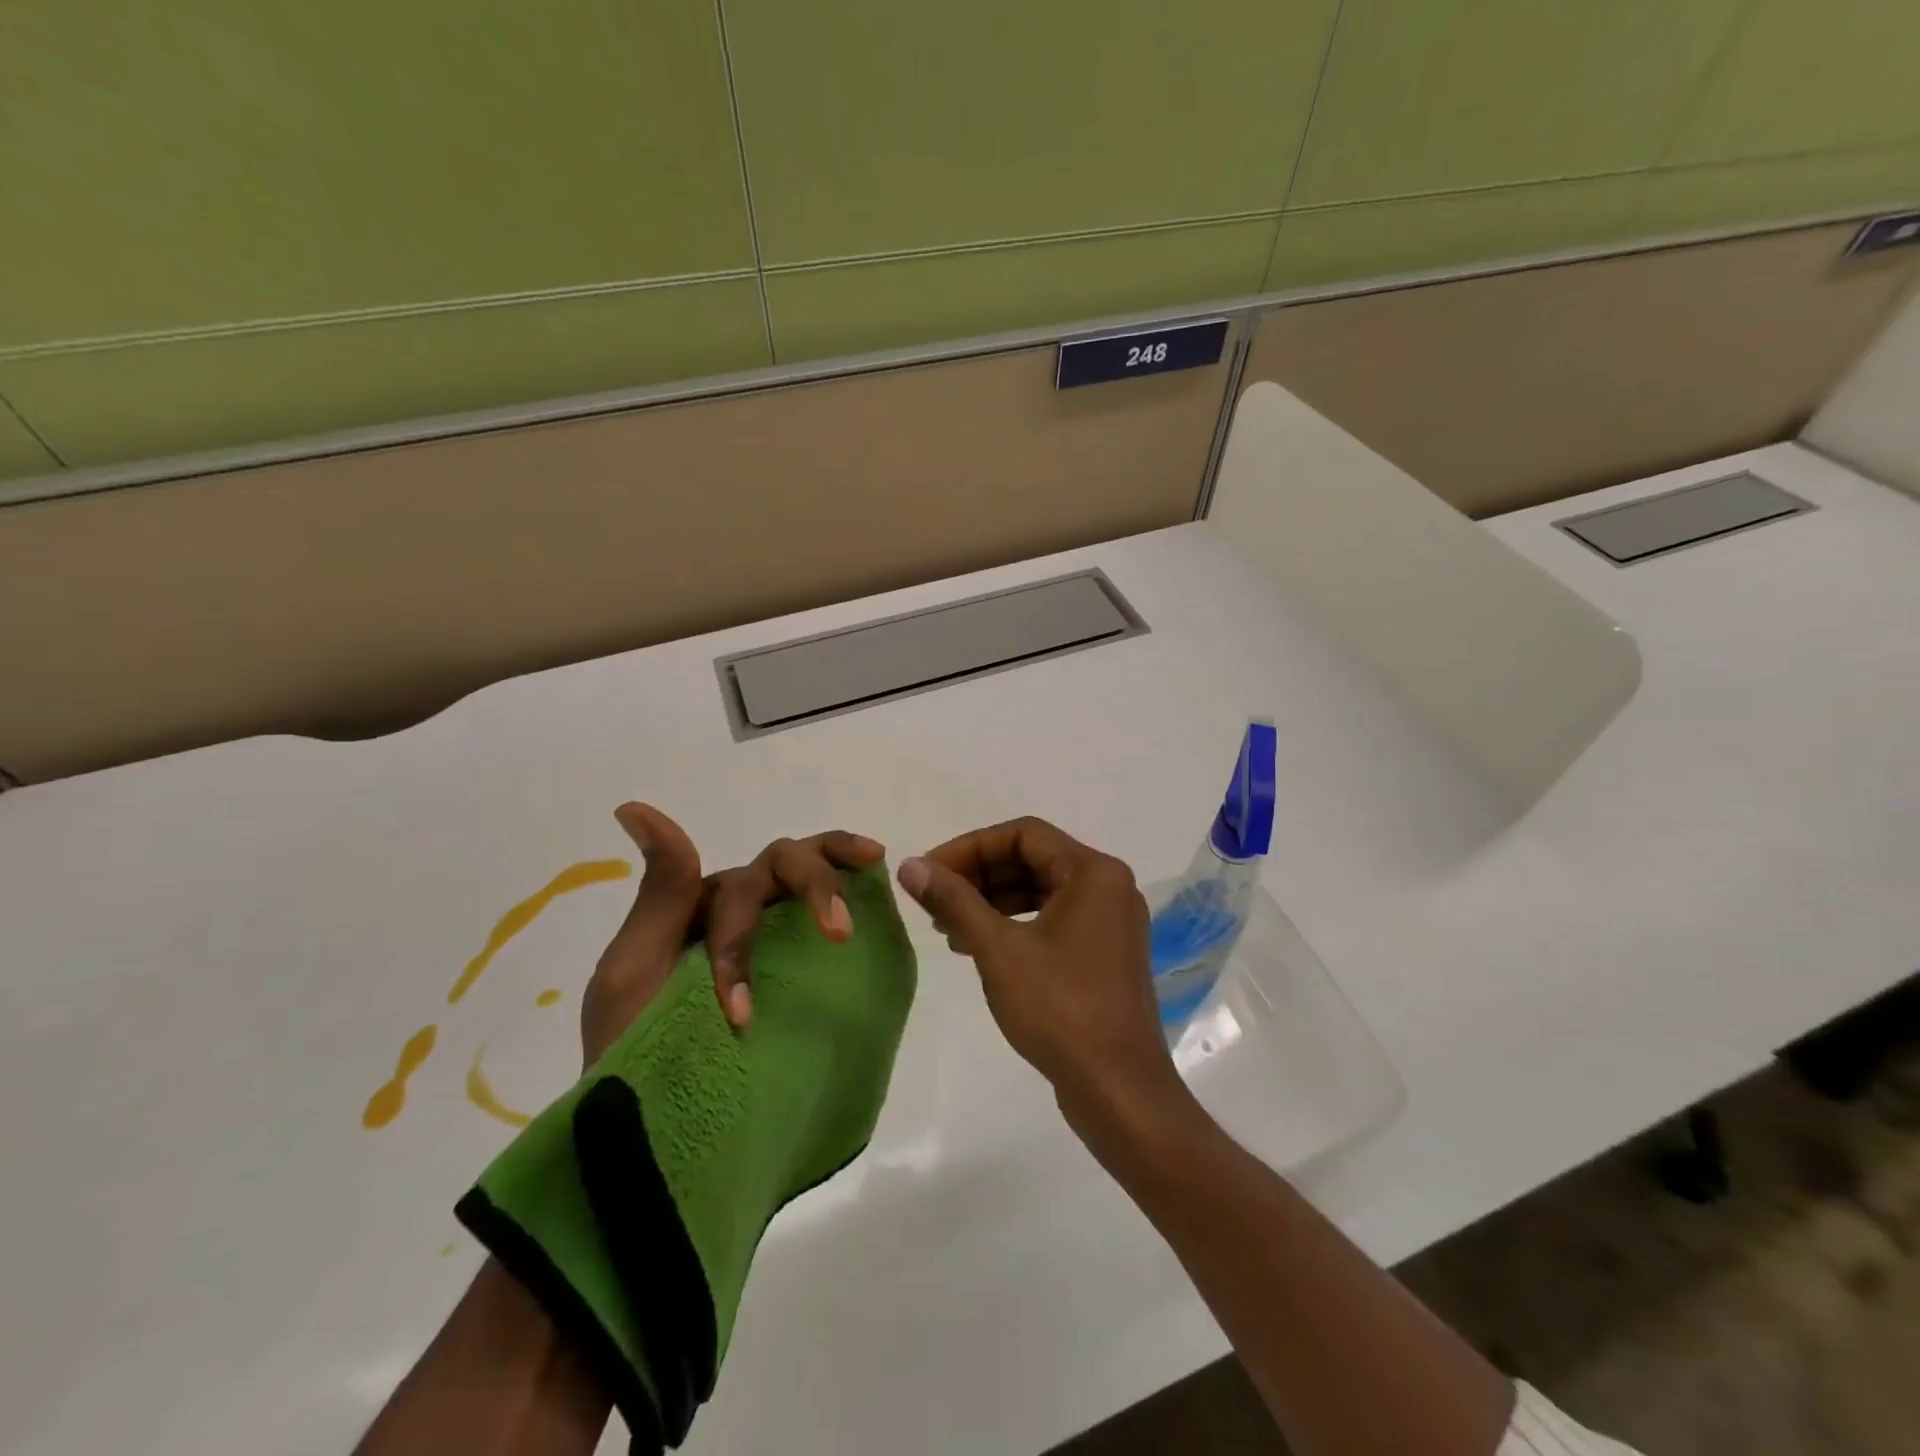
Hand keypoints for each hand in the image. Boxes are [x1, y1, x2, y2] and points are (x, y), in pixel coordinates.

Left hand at [581, 803, 884, 1062]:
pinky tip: (879, 904)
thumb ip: (659, 893)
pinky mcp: (804, 965)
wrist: (652, 1125)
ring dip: (837, 879)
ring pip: (812, 876)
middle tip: (840, 932)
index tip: (741, 1014)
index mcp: (705, 903)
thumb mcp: (634, 969)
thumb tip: (637, 807)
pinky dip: (857, 896)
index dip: (745, 940)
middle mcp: (745, 907)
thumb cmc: (634, 1049)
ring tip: (869, 889)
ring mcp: (777, 934)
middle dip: (815, 886)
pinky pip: (833, 916)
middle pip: (787, 865)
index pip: (742, 885)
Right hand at [896, 817, 1181, 1126]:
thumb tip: (910, 865)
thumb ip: (954, 900)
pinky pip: (1052, 919)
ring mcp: (1109, 922)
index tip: (929, 872)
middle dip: (979, 875)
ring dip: (992, 901)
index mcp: (1094, 872)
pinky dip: (1013, 925)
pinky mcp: (1103, 953)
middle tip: (933, 900)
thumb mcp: (998, 949)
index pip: (1022, 834)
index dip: (970, 847)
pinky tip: (977, 947)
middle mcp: (1108, 887)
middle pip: (1032, 859)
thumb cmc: (1060, 1010)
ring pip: (1040, 891)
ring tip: (947, 927)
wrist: (1118, 1091)